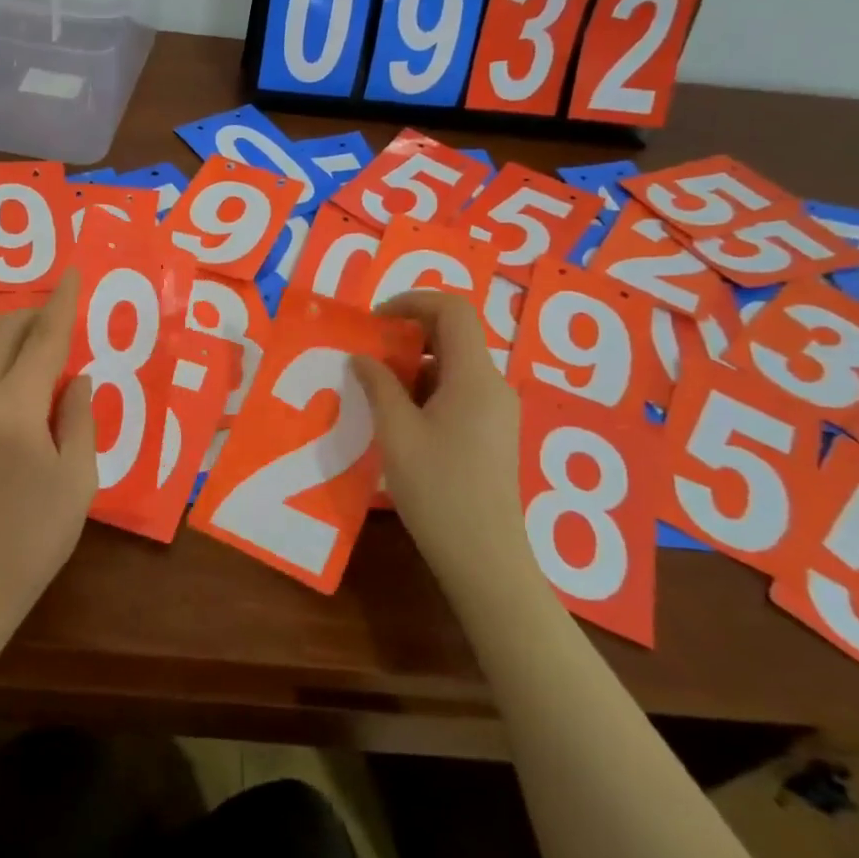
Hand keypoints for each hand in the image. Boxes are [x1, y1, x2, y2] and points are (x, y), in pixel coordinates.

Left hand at [0, 270, 97, 639]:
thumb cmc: (34, 537)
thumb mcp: (76, 479)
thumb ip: (79, 418)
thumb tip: (79, 378)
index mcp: (15, 408)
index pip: (43, 339)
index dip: (61, 303)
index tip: (72, 272)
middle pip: (5, 334)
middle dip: (37, 315)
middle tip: (71, 320)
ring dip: (22, 342)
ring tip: (59, 358)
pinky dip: (11, 368)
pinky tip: (35, 393)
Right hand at [351, 291, 534, 599]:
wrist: (484, 556)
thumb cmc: (438, 489)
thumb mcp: (397, 432)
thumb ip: (378, 386)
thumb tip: (361, 357)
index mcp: (475, 376)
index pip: (453, 310)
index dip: (413, 301)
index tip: (375, 320)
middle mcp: (493, 385)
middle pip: (455, 335)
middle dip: (408, 335)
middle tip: (368, 354)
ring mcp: (497, 410)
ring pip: (455, 366)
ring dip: (414, 366)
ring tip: (376, 389)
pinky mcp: (493, 433)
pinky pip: (459, 392)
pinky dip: (427, 390)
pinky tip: (399, 418)